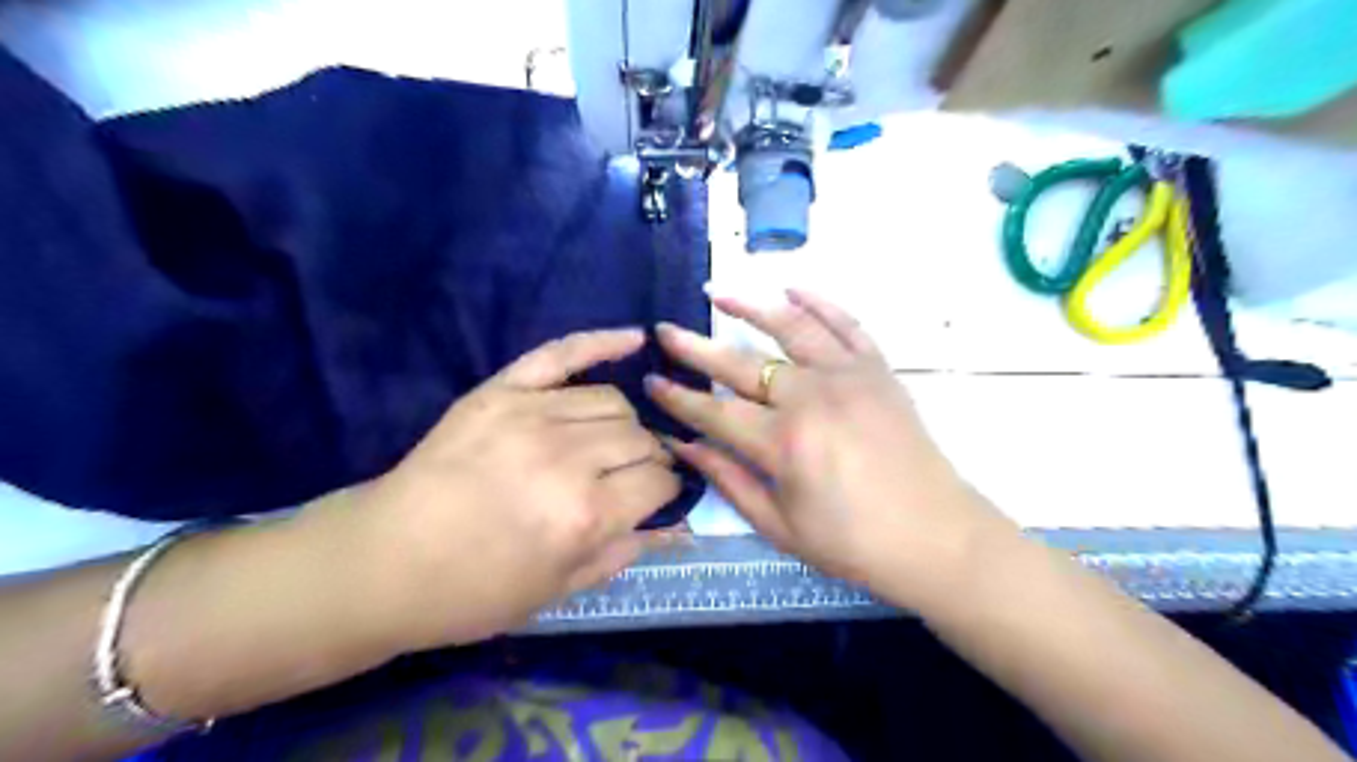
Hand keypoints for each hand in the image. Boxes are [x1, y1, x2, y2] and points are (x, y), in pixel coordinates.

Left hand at [339, 329, 677, 652]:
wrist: (384, 561)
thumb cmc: (474, 591)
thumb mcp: (558, 589)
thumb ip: (625, 552)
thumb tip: (682, 527)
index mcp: (586, 514)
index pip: (659, 481)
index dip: (667, 491)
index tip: (658, 498)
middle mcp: (568, 457)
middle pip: (641, 439)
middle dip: (649, 459)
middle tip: (632, 476)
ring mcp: (532, 414)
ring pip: (612, 401)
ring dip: (624, 424)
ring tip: (609, 443)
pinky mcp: (501, 390)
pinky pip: (562, 353)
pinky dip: (602, 342)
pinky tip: (636, 338)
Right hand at [646, 289, 1018, 611]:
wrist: (936, 536)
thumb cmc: (853, 542)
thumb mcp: (780, 526)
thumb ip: (728, 480)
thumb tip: (684, 446)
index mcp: (784, 443)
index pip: (714, 411)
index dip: (678, 398)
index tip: (650, 380)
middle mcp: (812, 396)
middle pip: (742, 363)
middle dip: (696, 347)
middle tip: (665, 330)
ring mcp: (849, 375)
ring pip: (791, 327)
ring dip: (750, 306)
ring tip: (718, 292)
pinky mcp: (878, 370)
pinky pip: (845, 324)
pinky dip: (819, 303)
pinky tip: (792, 289)